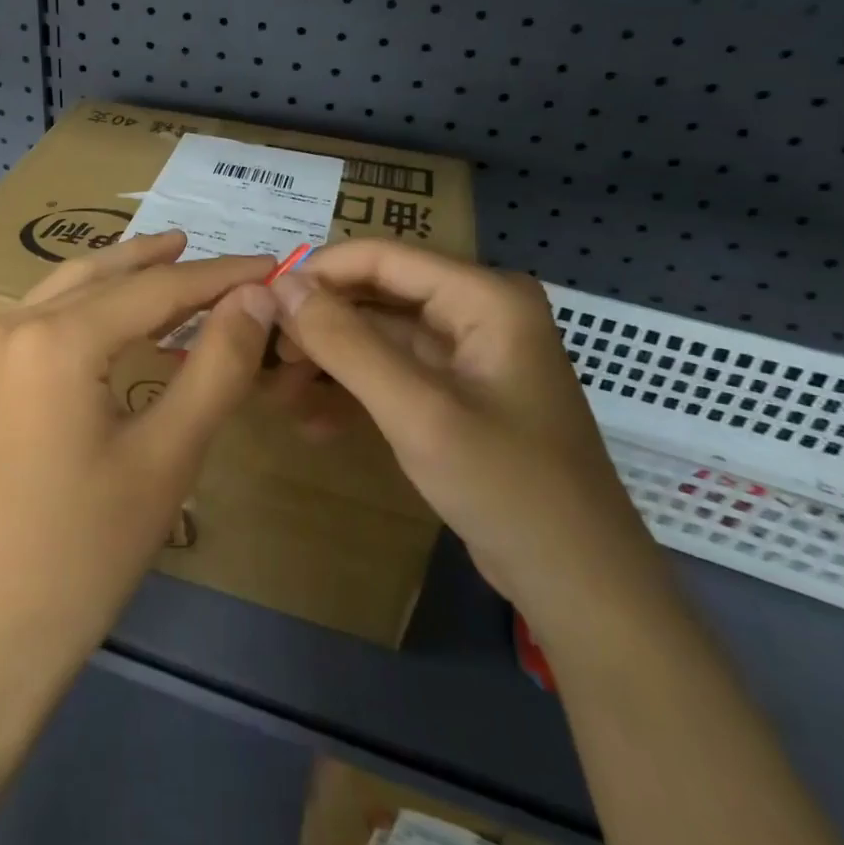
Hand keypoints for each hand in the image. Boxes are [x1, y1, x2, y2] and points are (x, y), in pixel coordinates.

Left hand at [0, 231, 277, 689]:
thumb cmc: (87, 550)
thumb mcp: (168, 455)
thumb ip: (217, 365)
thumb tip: (257, 297)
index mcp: (55, 339)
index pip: (156, 289)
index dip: (220, 276)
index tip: (271, 265)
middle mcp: (11, 324)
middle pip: (107, 278)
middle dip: (170, 265)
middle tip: (228, 261)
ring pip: (69, 289)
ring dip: (125, 276)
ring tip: (174, 259)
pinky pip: (44, 318)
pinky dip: (90, 306)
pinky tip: (120, 315)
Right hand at [271, 240, 676, 642]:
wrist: (580, 586)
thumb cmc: (507, 488)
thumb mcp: (417, 411)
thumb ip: (346, 343)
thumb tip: (281, 285)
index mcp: (484, 296)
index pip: (381, 257)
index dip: (318, 274)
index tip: (262, 306)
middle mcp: (478, 310)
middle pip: (377, 294)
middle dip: (320, 323)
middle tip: (268, 358)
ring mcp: (468, 353)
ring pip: (379, 334)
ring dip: (330, 360)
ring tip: (280, 393)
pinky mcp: (458, 391)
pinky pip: (393, 371)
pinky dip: (354, 390)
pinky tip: (315, 422)